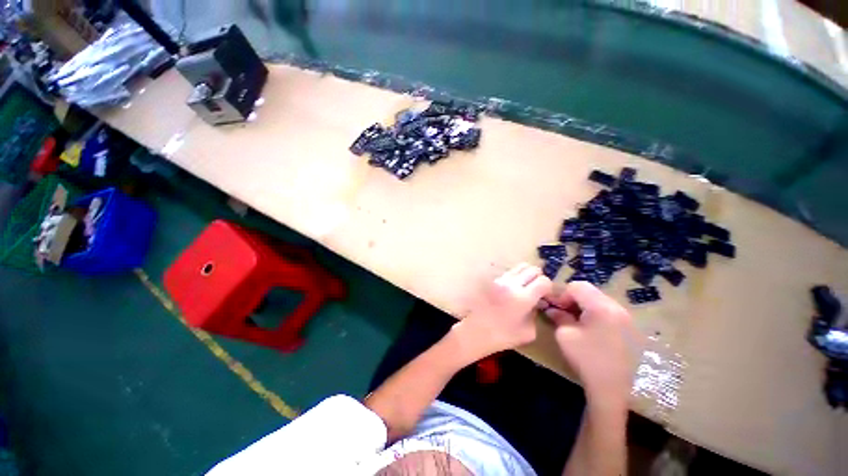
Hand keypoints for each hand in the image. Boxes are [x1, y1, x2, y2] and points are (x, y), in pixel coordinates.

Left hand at [453, 263, 551, 359]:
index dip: (548, 288)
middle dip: (539, 278)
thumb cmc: (503, 336)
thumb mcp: (529, 331)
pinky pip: (509, 273)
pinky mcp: (493, 281)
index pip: (543, 281)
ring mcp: (500, 280)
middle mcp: (511, 284)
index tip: (546, 297)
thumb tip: (537, 303)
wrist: (475, 331)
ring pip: (520, 267)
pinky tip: (514, 289)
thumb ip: (536, 313)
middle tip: (538, 290)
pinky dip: (516, 277)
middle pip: (532, 269)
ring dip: (527, 275)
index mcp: (523, 298)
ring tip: (526, 288)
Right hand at [539, 282, 635, 402]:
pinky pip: (608, 311)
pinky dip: (595, 314)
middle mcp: (617, 308)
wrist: (611, 389)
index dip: (562, 294)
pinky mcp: (630, 329)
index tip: (555, 308)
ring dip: (584, 306)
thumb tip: (552, 308)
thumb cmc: (586, 359)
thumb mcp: (564, 335)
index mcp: (601, 307)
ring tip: (575, 321)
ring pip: (599, 300)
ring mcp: (627, 318)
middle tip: (563, 313)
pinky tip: (590, 329)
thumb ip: (558, 316)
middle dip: (573, 299)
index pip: (577, 286)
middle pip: (590, 291)